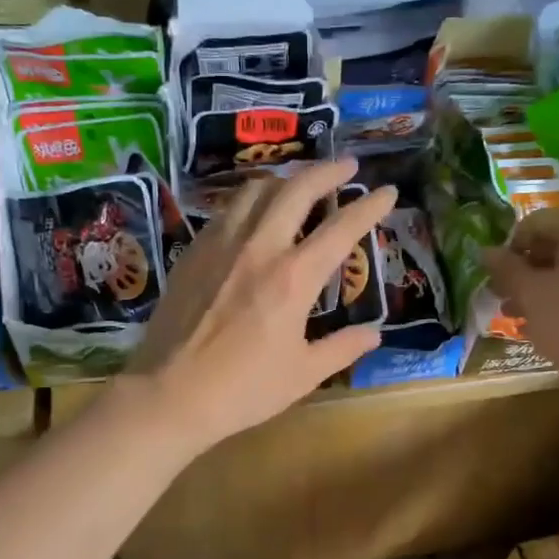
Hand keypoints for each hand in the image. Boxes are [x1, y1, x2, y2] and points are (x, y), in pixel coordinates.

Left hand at [126, 160, 397, 450]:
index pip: (341, 228)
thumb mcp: (303, 374)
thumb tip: (373, 334)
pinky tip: (252, 213)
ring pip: (255, 191)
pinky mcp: (193, 253)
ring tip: (298, 184)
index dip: (369, 207)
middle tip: (346, 165)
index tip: (388, 191)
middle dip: (327, 171)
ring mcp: (220, 245)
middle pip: (296, 190)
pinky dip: (249, 201)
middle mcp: (258, 248)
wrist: (169, 393)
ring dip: (284, 180)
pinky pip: (226, 211)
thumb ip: (342, 348)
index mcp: (293, 278)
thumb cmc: (243, 390)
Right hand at [480, 206, 558, 398]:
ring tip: (525, 315)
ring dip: (549, 284)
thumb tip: (487, 252)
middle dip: (530, 271)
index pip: (537, 224)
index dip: (511, 250)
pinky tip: (557, 319)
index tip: (500, 280)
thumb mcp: (531, 294)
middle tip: (508, 299)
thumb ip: (506, 268)